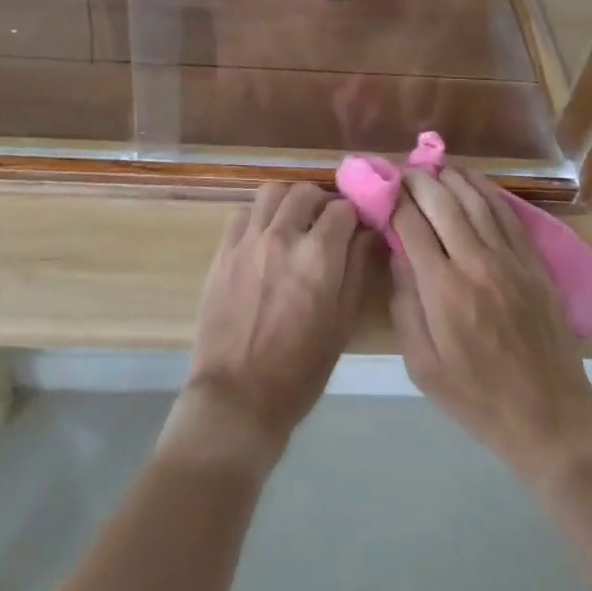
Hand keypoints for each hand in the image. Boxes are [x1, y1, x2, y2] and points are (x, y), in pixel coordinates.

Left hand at [166, 181, 373, 472]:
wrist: (238, 398)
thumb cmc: (300, 371)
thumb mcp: (342, 324)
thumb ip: (357, 269)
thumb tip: (367, 233)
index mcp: (319, 257)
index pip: (343, 208)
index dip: (354, 214)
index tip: (356, 226)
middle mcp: (283, 237)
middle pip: (306, 192)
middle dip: (322, 202)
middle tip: (326, 223)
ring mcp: (249, 241)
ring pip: (272, 192)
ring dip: (288, 201)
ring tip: (293, 222)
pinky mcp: (223, 251)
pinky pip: (242, 213)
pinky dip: (257, 217)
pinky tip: (262, 238)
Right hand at [389, 168, 591, 487]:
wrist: (550, 419)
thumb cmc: (477, 400)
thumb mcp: (422, 367)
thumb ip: (404, 305)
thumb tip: (396, 253)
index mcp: (443, 290)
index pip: (411, 225)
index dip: (393, 199)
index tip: (381, 187)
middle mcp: (475, 263)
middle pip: (442, 202)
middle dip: (418, 180)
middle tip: (402, 171)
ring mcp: (509, 259)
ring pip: (475, 199)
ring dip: (450, 177)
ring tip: (431, 167)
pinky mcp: (533, 262)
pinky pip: (507, 213)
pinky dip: (486, 190)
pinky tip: (471, 180)